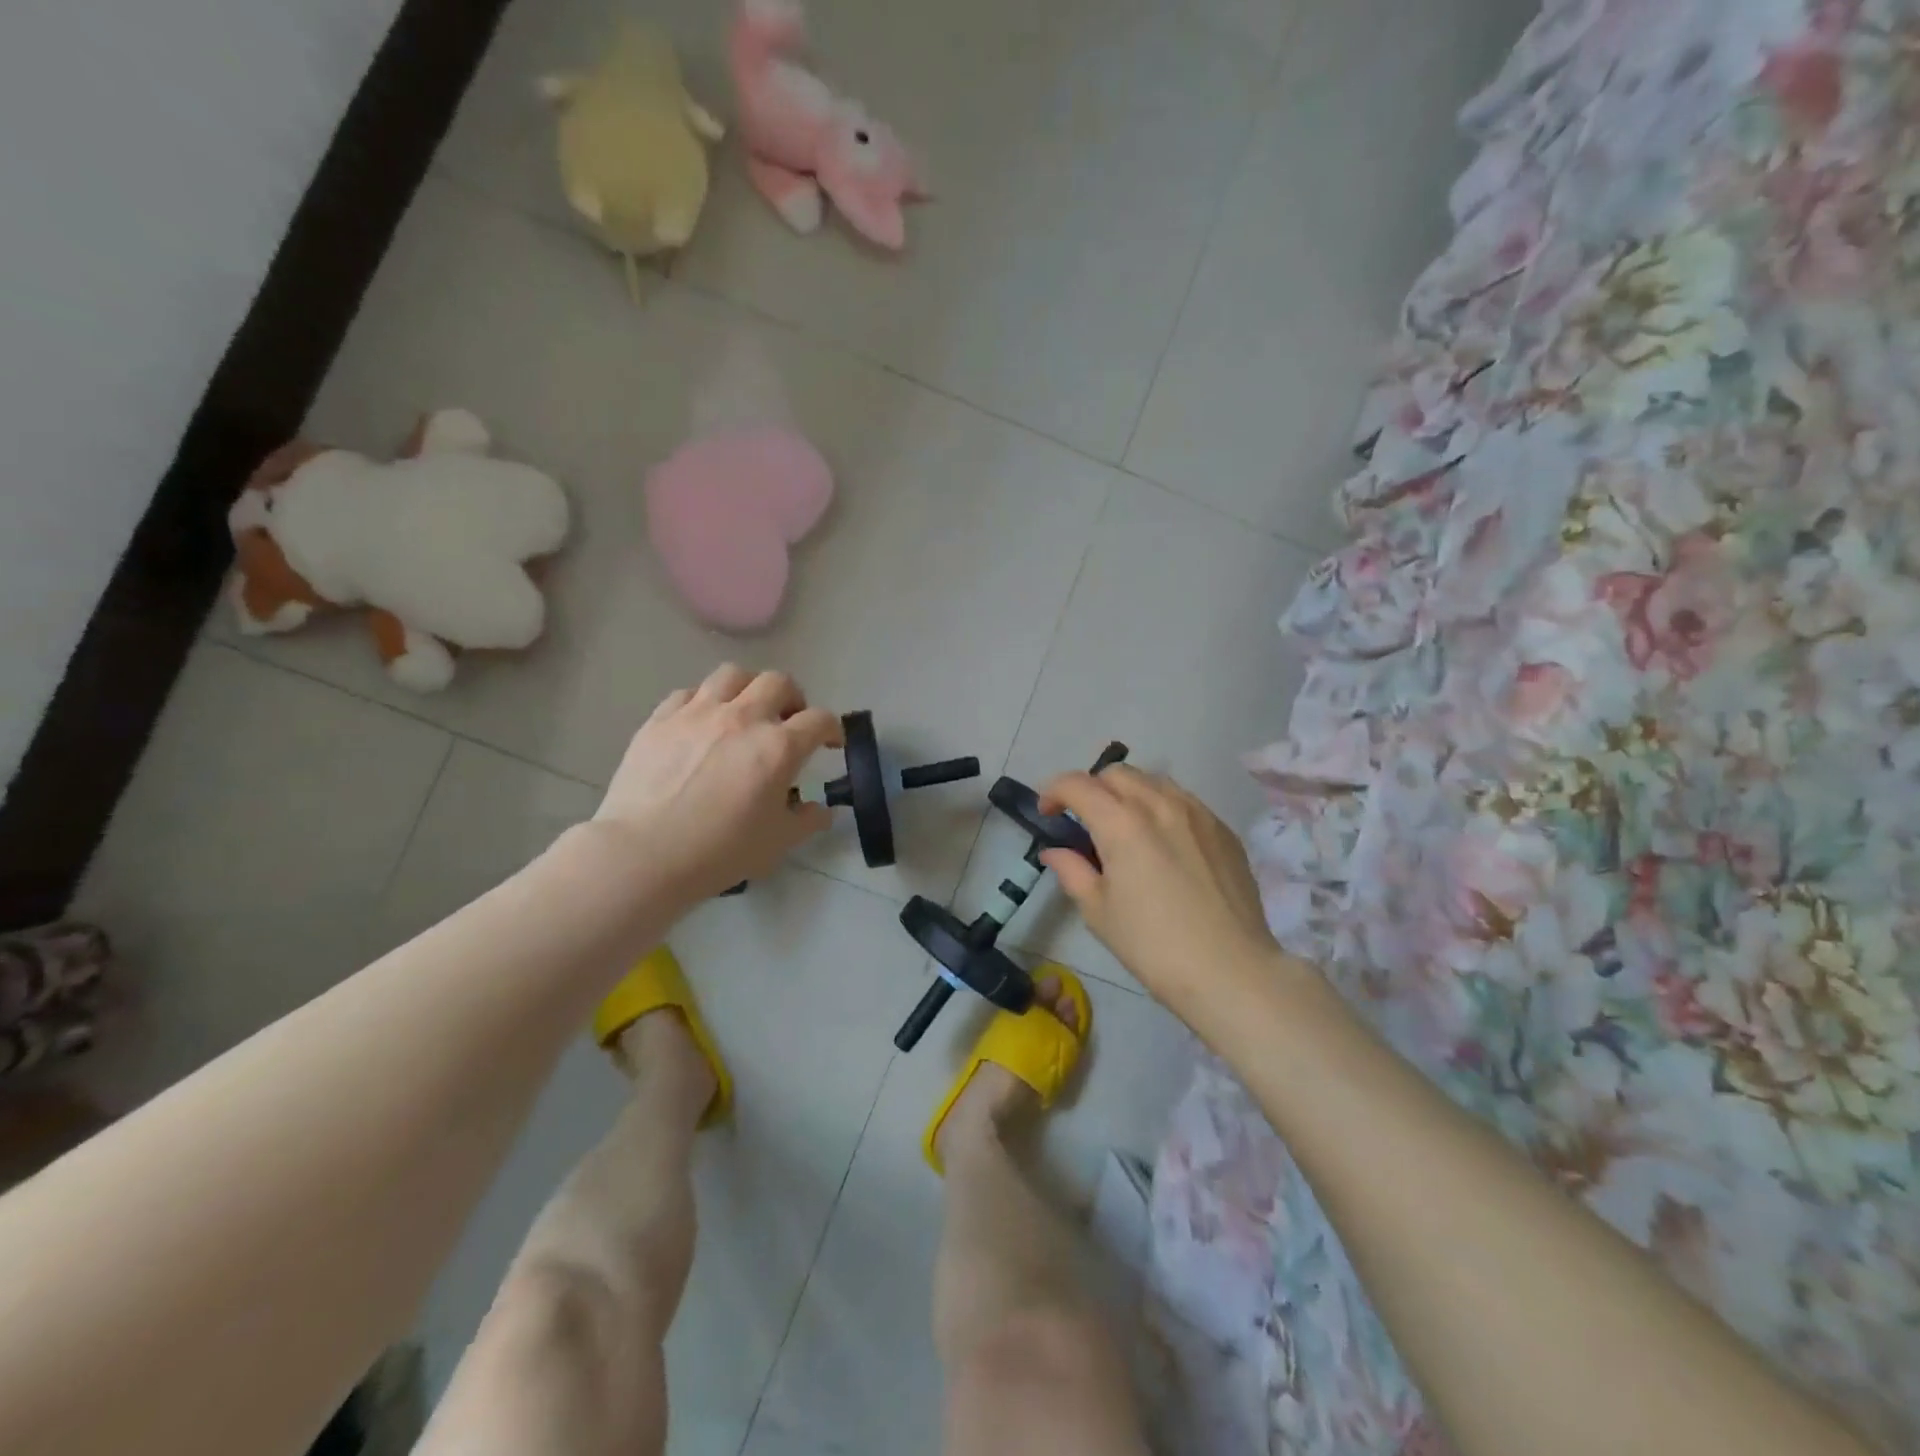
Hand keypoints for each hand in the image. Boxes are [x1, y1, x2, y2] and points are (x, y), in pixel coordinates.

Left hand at [590, 664, 841, 902]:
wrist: (644, 853)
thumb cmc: (719, 851)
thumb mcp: (777, 843)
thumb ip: (807, 821)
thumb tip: (822, 810)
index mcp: (778, 747)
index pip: (819, 720)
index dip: (832, 728)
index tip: (830, 743)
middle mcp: (743, 718)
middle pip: (779, 682)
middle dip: (793, 698)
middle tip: (789, 721)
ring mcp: (698, 713)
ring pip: (733, 675)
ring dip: (749, 689)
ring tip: (745, 711)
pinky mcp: (661, 719)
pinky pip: (689, 693)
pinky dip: (704, 702)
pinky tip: (701, 723)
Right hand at [1038, 765, 1282, 1019]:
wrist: (1231, 971)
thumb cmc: (1153, 946)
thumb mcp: (1099, 912)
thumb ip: (1072, 871)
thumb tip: (1055, 851)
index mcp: (1121, 823)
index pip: (1077, 785)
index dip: (1054, 792)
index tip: (1047, 814)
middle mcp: (1160, 804)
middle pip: (1116, 774)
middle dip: (1092, 789)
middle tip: (1085, 822)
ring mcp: (1197, 813)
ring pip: (1153, 781)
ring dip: (1128, 794)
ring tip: (1125, 828)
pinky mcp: (1223, 829)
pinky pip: (1184, 802)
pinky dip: (1161, 808)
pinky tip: (1163, 843)